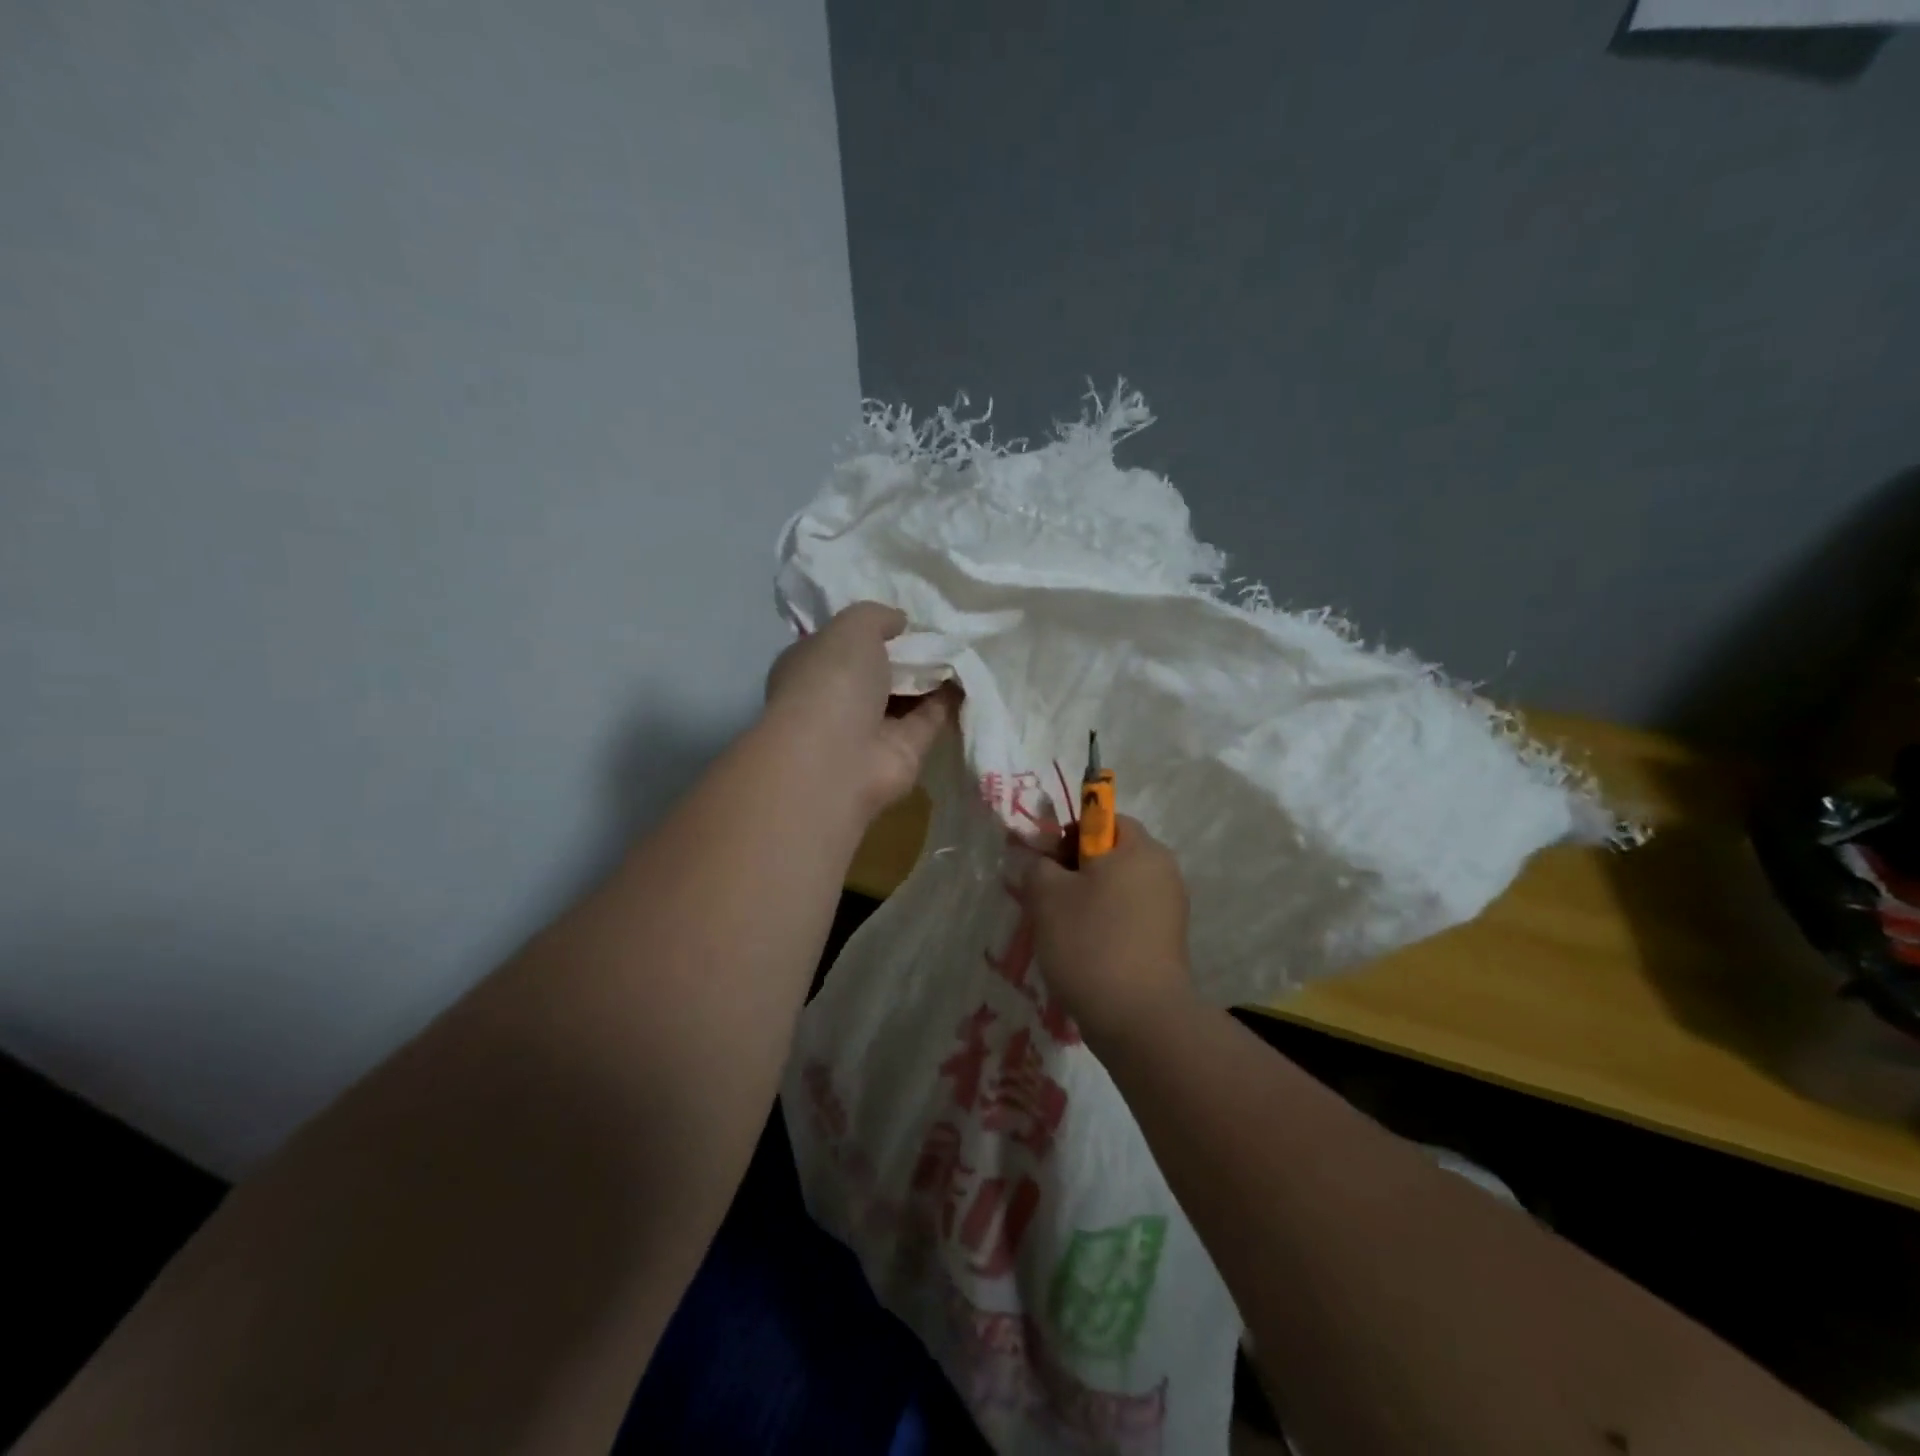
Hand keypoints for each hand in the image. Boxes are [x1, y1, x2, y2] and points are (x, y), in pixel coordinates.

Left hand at [764, 602, 958, 819]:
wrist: (837, 758)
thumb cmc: (831, 681)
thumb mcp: (851, 627)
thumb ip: (877, 616)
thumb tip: (900, 621)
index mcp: (812, 666)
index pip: (842, 642)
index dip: (873, 628)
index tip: (905, 614)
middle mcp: (839, 697)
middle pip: (879, 669)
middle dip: (908, 651)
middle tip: (944, 627)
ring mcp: (871, 728)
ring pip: (907, 694)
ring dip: (932, 673)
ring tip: (965, 645)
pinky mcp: (904, 751)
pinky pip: (930, 718)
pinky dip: (950, 699)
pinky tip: (972, 676)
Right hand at [1017, 815, 1193, 1046]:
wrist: (1139, 1018)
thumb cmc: (1091, 942)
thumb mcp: (1047, 895)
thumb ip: (1038, 865)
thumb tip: (1044, 863)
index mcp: (1140, 848)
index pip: (1102, 818)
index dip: (1068, 835)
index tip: (1045, 865)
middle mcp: (1163, 870)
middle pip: (1111, 854)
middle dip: (1075, 870)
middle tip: (1046, 899)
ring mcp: (1170, 908)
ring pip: (1118, 888)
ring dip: (1088, 900)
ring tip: (1062, 930)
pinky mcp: (1168, 942)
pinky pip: (1129, 918)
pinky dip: (1106, 926)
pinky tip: (1085, 952)